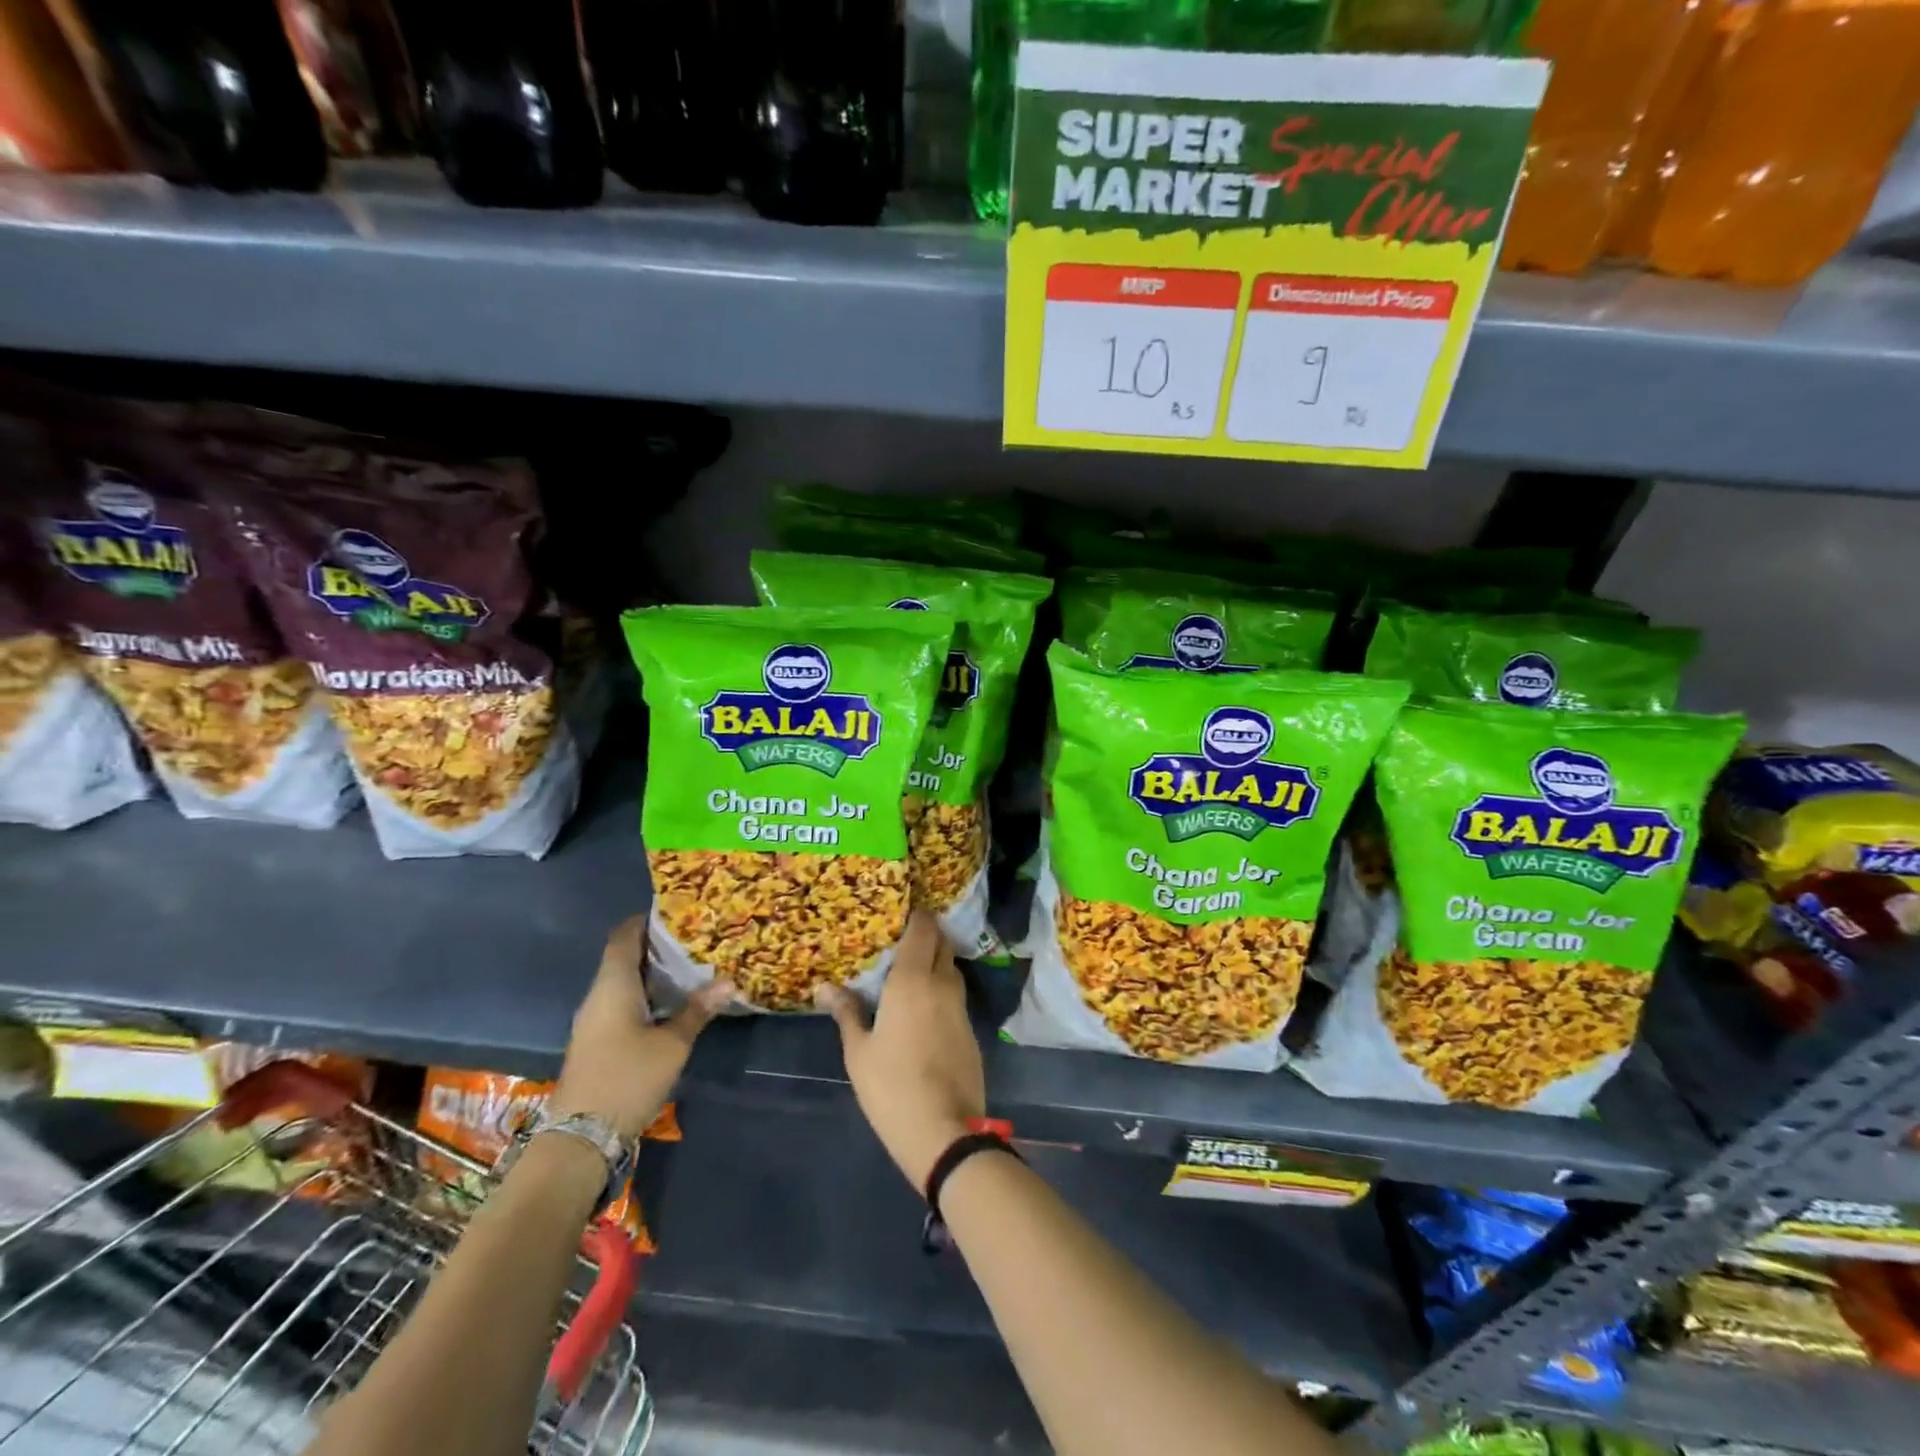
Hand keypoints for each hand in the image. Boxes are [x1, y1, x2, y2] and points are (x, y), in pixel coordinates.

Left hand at [551, 915, 731, 1140]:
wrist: (580, 1139)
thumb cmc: (627, 1078)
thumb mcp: (672, 1044)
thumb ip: (698, 1010)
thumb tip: (729, 981)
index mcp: (612, 986)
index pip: (624, 936)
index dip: (646, 920)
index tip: (677, 912)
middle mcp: (598, 996)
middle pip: (624, 957)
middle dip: (657, 946)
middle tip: (695, 938)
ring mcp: (594, 1021)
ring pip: (623, 983)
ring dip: (652, 973)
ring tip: (691, 966)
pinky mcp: (597, 1042)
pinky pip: (622, 1003)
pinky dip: (646, 995)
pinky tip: (672, 1003)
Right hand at [816, 911, 985, 1188]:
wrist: (945, 1131)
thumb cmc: (892, 1087)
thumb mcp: (858, 1051)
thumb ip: (846, 1012)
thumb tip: (825, 987)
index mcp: (912, 980)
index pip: (923, 929)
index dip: (915, 915)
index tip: (898, 912)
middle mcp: (942, 983)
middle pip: (941, 943)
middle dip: (926, 934)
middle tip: (899, 940)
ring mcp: (961, 1006)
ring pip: (950, 968)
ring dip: (935, 961)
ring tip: (909, 970)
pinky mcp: (971, 1029)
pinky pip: (955, 994)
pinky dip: (941, 988)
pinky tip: (924, 1005)